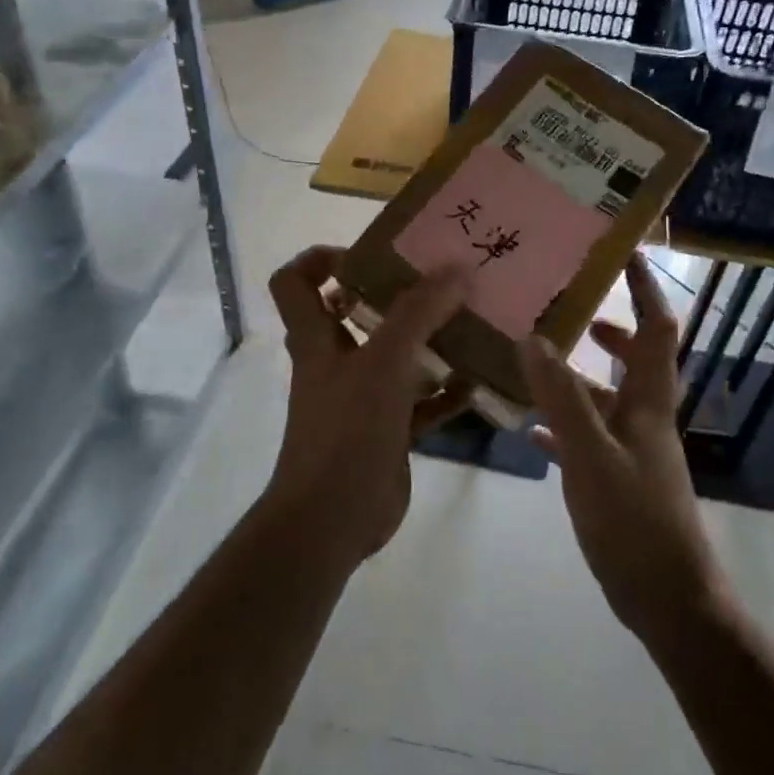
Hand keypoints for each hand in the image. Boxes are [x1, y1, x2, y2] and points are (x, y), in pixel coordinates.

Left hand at [266, 247, 473, 567]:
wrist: (332, 519)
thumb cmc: (347, 431)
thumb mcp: (383, 364)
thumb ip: (418, 314)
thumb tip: (457, 269)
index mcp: (317, 339)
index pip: (295, 282)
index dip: (320, 259)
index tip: (370, 254)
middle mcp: (335, 362)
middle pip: (355, 313)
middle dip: (396, 295)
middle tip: (440, 280)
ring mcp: (362, 399)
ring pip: (395, 358)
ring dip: (428, 342)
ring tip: (470, 323)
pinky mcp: (387, 431)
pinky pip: (419, 402)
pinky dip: (445, 393)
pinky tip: (478, 383)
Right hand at [520, 254, 724, 638]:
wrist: (667, 597)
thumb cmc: (635, 521)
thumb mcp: (591, 456)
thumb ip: (563, 398)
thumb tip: (534, 338)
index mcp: (649, 404)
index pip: (658, 330)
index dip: (648, 290)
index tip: (627, 255)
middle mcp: (645, 420)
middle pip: (637, 361)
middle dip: (613, 332)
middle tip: (576, 310)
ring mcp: (633, 452)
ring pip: (608, 401)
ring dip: (580, 379)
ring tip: (539, 362)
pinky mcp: (618, 482)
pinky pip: (589, 440)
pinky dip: (564, 427)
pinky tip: (532, 431)